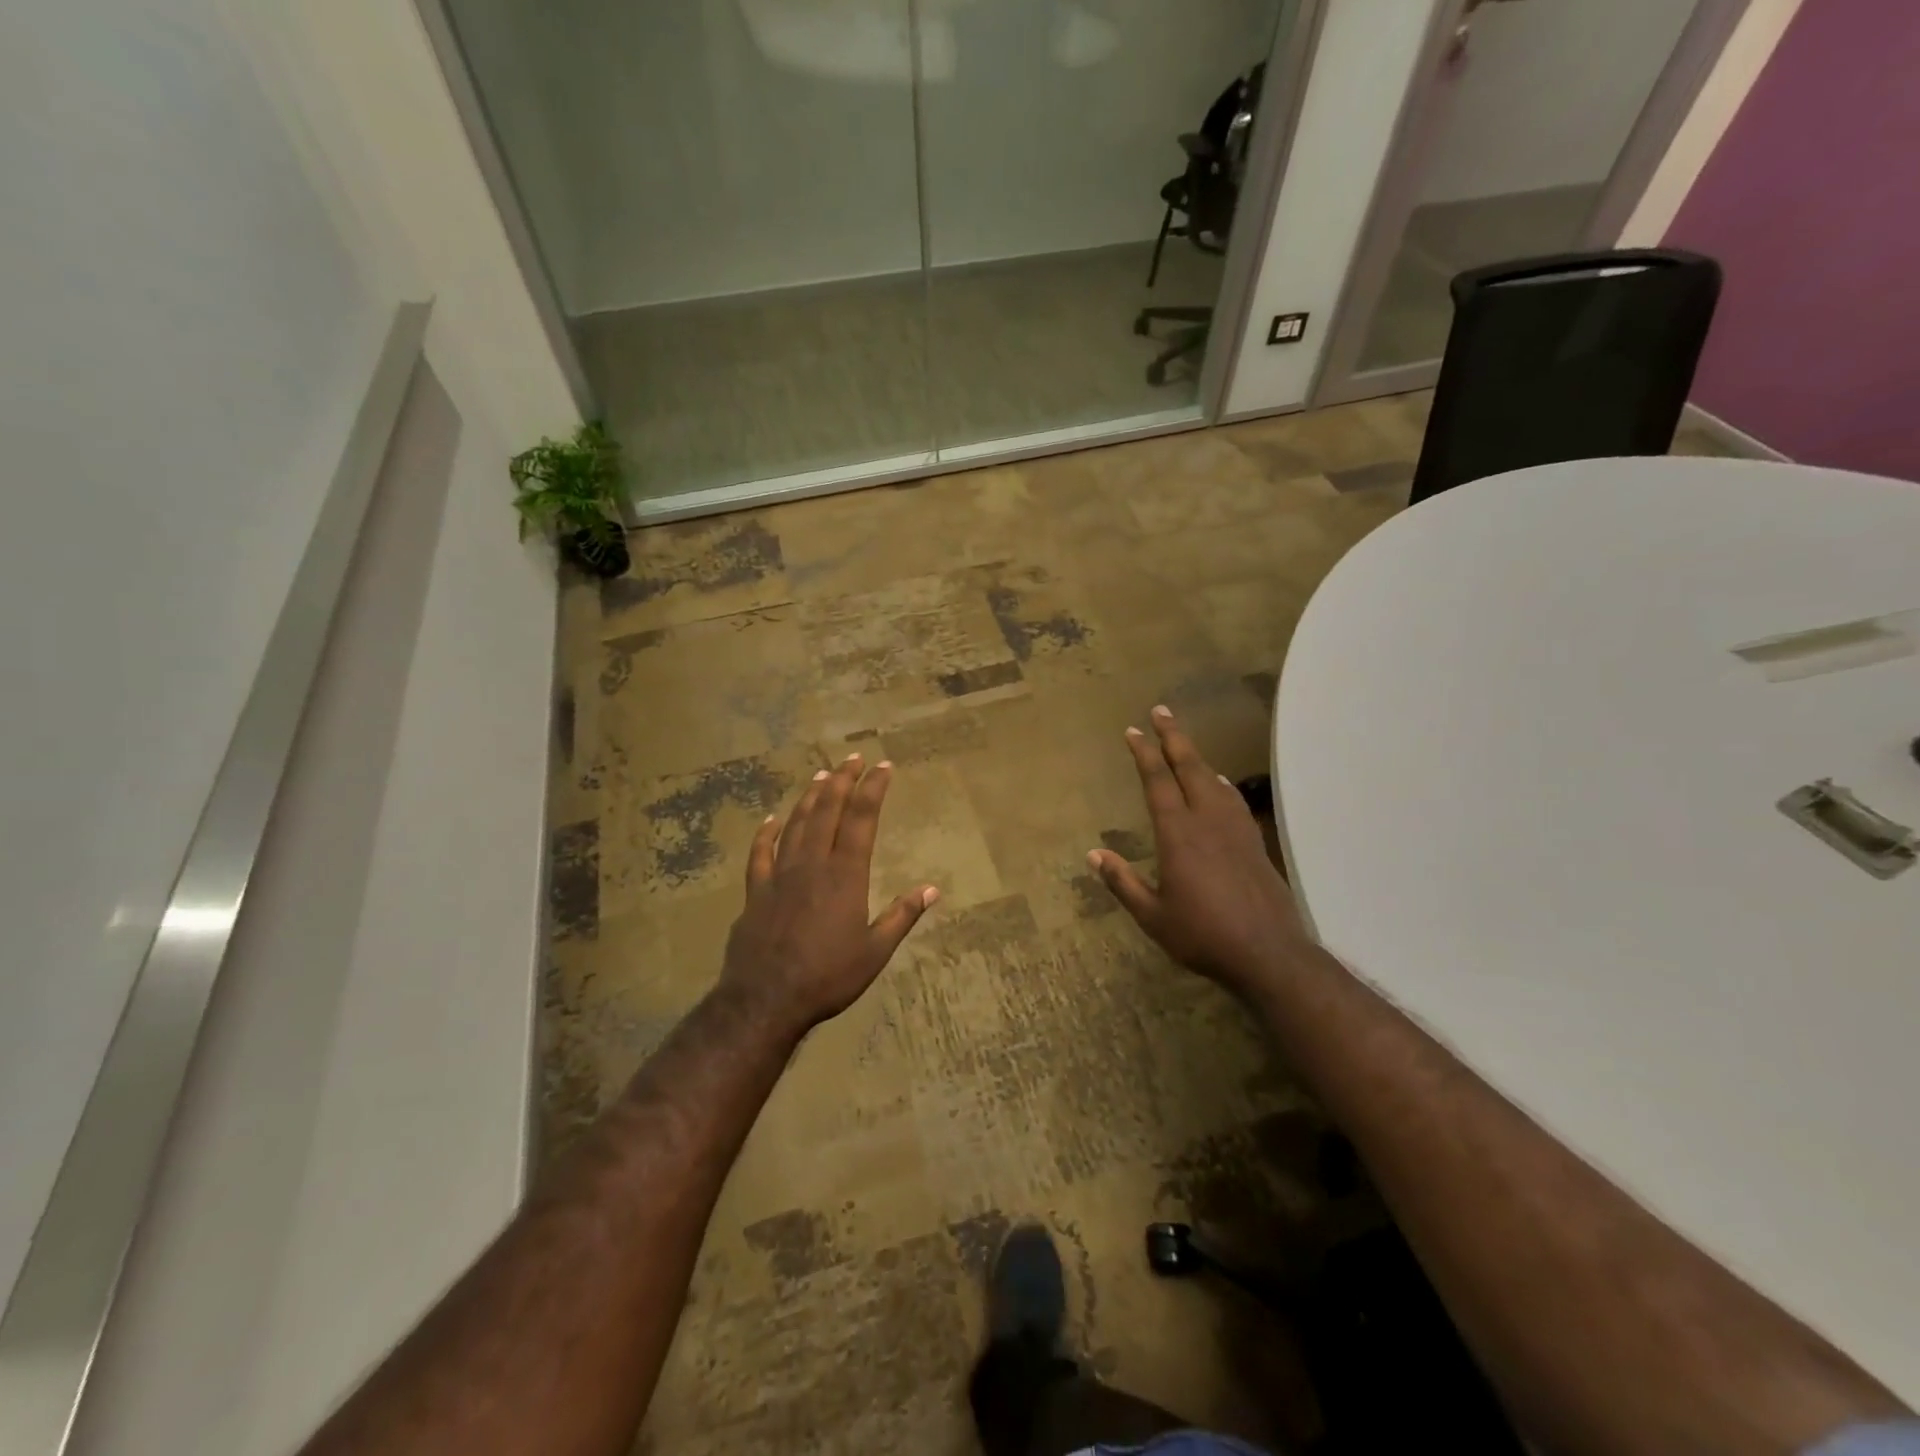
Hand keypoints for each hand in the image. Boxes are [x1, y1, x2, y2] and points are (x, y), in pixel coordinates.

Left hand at [719, 754, 937, 1037]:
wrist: (766, 999)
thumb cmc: (828, 977)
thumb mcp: (875, 952)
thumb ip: (902, 916)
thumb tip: (933, 889)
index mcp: (845, 875)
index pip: (862, 820)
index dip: (873, 789)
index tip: (883, 767)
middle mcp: (812, 864)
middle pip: (828, 810)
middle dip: (842, 780)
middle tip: (853, 757)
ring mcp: (780, 874)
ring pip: (796, 823)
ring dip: (810, 797)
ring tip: (822, 775)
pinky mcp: (755, 890)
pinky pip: (760, 853)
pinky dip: (766, 832)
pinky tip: (771, 818)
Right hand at [1089, 706, 1305, 994]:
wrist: (1267, 953)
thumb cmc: (1202, 934)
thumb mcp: (1152, 915)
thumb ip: (1123, 882)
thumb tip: (1093, 855)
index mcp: (1178, 834)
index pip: (1157, 782)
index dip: (1144, 754)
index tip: (1133, 731)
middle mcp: (1207, 821)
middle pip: (1189, 768)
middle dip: (1173, 738)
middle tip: (1162, 712)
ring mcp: (1235, 830)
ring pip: (1213, 780)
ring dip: (1197, 757)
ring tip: (1184, 745)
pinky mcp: (1254, 843)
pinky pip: (1234, 801)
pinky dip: (1222, 785)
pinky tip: (1221, 786)